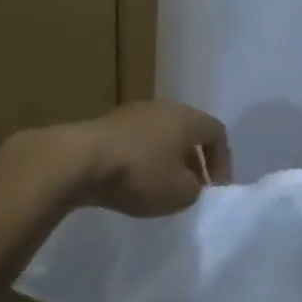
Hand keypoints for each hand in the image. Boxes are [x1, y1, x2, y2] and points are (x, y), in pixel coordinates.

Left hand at [72, 101, 230, 216]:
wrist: (80, 160)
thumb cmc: (140, 173)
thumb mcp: (180, 193)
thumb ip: (195, 189)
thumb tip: (189, 183)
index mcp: (186, 117)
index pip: (217, 132)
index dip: (222, 161)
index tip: (214, 189)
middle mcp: (161, 107)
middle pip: (186, 131)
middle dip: (193, 161)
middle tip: (191, 188)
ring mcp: (131, 113)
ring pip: (159, 136)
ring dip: (165, 160)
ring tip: (160, 188)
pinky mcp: (105, 125)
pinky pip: (135, 142)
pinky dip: (140, 160)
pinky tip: (131, 182)